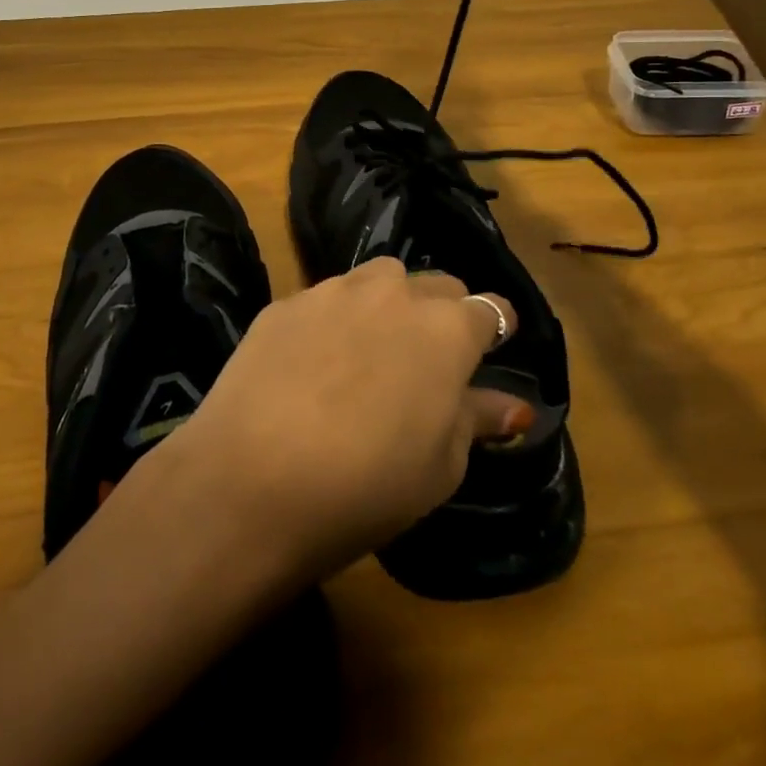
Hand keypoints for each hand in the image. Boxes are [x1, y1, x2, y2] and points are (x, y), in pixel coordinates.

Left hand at [158, 258, 528, 582]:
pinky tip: (313, 364)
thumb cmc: (366, 486)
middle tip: (426, 363)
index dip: (495, 331)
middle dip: (442, 314)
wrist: (251, 480)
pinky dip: (334, 320)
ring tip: (369, 354)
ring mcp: (335, 290)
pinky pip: (326, 298)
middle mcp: (395, 292)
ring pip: (380, 279)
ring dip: (388, 305)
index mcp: (447, 329)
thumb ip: (477, 420)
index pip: (491, 309)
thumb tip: (514, 406)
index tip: (487, 354)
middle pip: (437, 286)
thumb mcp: (440, 467)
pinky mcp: (286, 301)